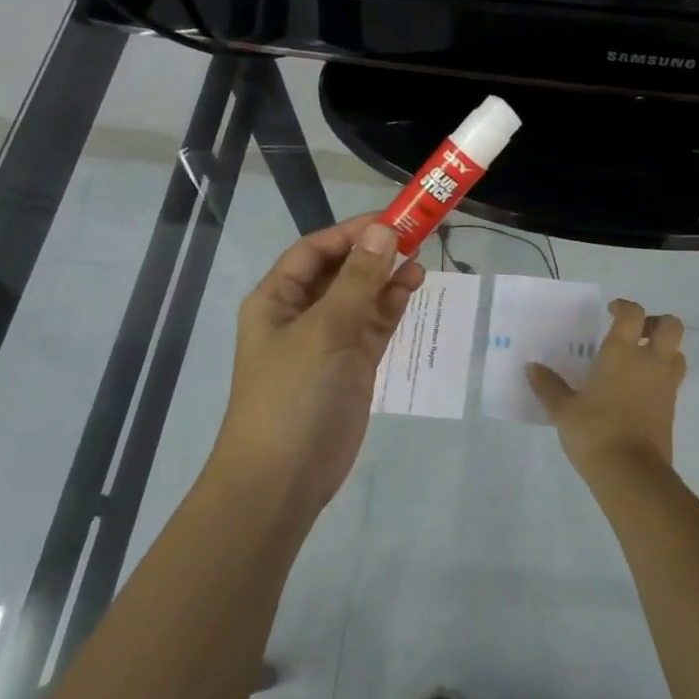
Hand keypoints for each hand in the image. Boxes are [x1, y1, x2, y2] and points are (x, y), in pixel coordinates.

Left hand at [209, 215, 423, 507]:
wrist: (284, 478)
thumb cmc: (294, 395)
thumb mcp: (326, 330)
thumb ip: (359, 280)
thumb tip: (384, 230)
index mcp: (277, 299)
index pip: (315, 250)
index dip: (352, 231)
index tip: (394, 219)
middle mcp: (301, 314)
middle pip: (340, 270)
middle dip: (374, 252)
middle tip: (417, 235)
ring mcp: (328, 341)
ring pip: (361, 297)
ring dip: (387, 278)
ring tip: (421, 262)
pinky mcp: (351, 366)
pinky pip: (373, 325)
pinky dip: (391, 307)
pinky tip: (412, 290)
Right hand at [527, 299, 685, 481]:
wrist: (630, 471)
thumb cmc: (594, 431)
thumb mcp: (563, 409)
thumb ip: (548, 386)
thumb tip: (532, 368)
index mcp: (622, 352)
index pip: (633, 314)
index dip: (625, 306)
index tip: (611, 311)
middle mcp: (650, 361)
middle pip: (671, 326)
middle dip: (657, 323)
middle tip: (636, 333)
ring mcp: (665, 385)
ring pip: (677, 353)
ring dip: (663, 350)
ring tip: (640, 362)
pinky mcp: (671, 408)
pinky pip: (673, 380)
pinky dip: (661, 377)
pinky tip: (639, 391)